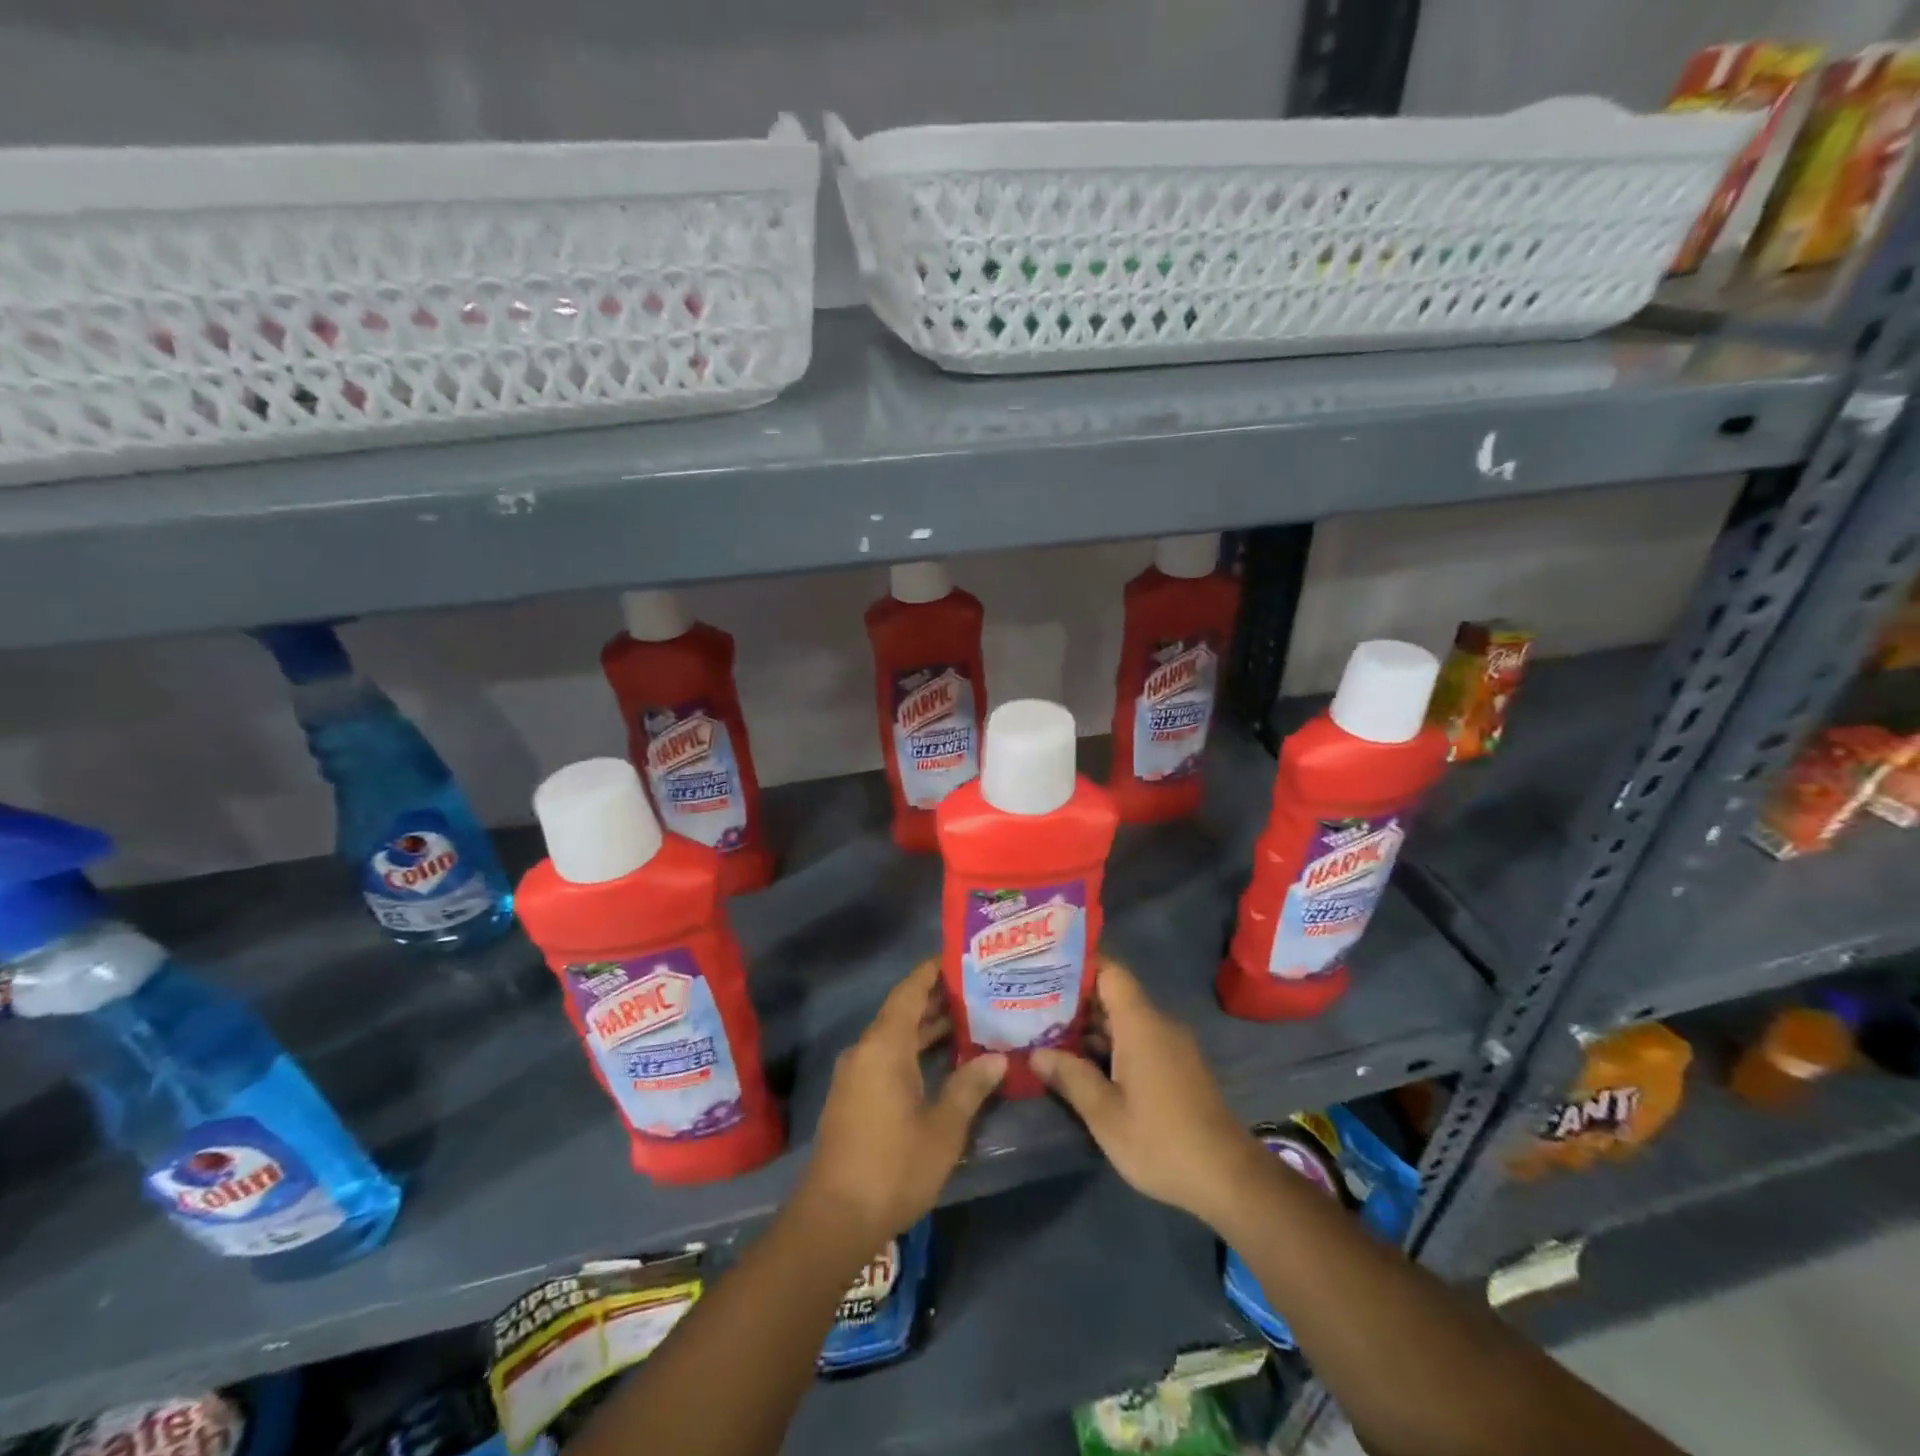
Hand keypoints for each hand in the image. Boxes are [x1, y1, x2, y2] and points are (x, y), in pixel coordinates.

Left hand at [799, 957, 1005, 1246]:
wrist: (834, 1219)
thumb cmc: (893, 1167)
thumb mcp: (943, 1129)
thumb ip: (969, 1087)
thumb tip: (996, 1058)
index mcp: (885, 1046)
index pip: (909, 991)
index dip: (932, 971)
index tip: (959, 957)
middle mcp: (866, 1050)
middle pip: (902, 1011)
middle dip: (936, 999)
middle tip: (977, 989)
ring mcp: (856, 1074)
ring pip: (895, 1036)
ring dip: (926, 1027)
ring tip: (969, 1019)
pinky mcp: (854, 1096)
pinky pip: (886, 1056)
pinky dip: (913, 1049)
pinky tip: (943, 1060)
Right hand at [1032, 958, 1260, 1230]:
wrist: (1228, 1178)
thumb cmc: (1161, 1141)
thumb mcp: (1105, 1114)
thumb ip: (1070, 1077)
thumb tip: (1036, 1053)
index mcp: (1140, 1023)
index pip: (1110, 971)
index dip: (1078, 963)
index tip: (1044, 967)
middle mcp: (1157, 1024)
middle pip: (1113, 994)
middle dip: (1074, 998)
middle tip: (1032, 1003)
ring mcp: (1170, 1045)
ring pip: (1123, 1019)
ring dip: (1089, 1025)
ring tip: (1046, 1031)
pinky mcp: (1176, 1066)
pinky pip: (1137, 1039)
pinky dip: (1109, 1043)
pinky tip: (1081, 1062)